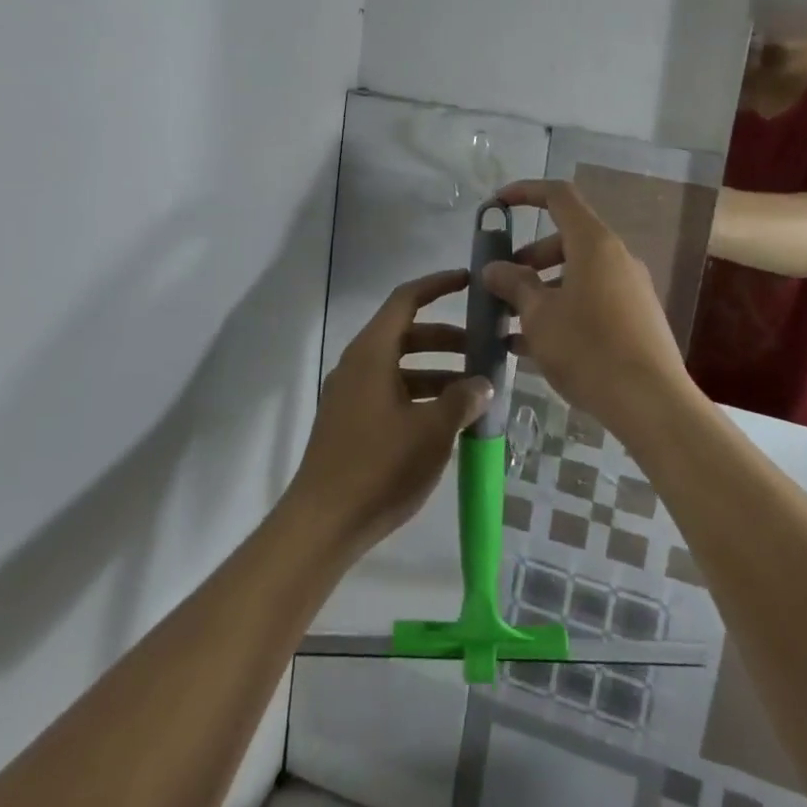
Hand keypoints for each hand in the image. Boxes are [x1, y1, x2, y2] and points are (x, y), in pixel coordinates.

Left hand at [286, 269, 493, 555]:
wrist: (323, 524)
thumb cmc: (380, 467)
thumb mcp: (432, 431)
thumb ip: (462, 400)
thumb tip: (483, 383)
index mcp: (372, 353)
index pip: (406, 299)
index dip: (438, 285)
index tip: (469, 282)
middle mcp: (357, 364)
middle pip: (406, 334)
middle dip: (446, 338)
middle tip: (482, 350)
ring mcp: (350, 394)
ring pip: (399, 365)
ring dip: (436, 370)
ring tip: (473, 390)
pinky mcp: (350, 422)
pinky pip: (390, 391)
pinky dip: (419, 393)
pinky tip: (446, 419)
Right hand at [482, 180, 692, 437]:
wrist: (651, 402)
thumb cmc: (588, 348)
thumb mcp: (539, 315)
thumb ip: (514, 284)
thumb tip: (494, 268)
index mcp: (594, 244)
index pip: (558, 196)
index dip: (525, 192)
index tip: (497, 205)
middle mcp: (616, 258)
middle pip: (565, 240)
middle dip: (527, 258)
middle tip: (500, 284)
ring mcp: (629, 289)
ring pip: (576, 275)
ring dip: (541, 290)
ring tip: (509, 323)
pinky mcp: (636, 319)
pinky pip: (591, 301)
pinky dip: (562, 312)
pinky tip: (532, 348)